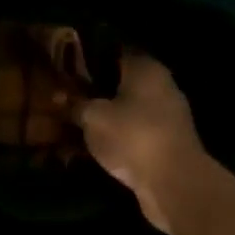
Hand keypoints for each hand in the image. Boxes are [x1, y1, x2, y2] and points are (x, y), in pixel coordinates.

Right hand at [78, 53, 211, 233]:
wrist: (172, 183)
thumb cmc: (132, 136)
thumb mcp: (93, 117)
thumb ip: (76, 104)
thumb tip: (61, 98)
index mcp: (146, 68)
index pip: (115, 51)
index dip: (89, 58)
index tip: (66, 66)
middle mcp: (161, 86)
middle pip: (121, 82)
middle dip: (94, 90)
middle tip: (65, 96)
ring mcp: (167, 116)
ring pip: (127, 109)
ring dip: (104, 116)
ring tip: (74, 122)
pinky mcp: (166, 143)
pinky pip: (134, 132)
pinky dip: (115, 136)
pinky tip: (93, 144)